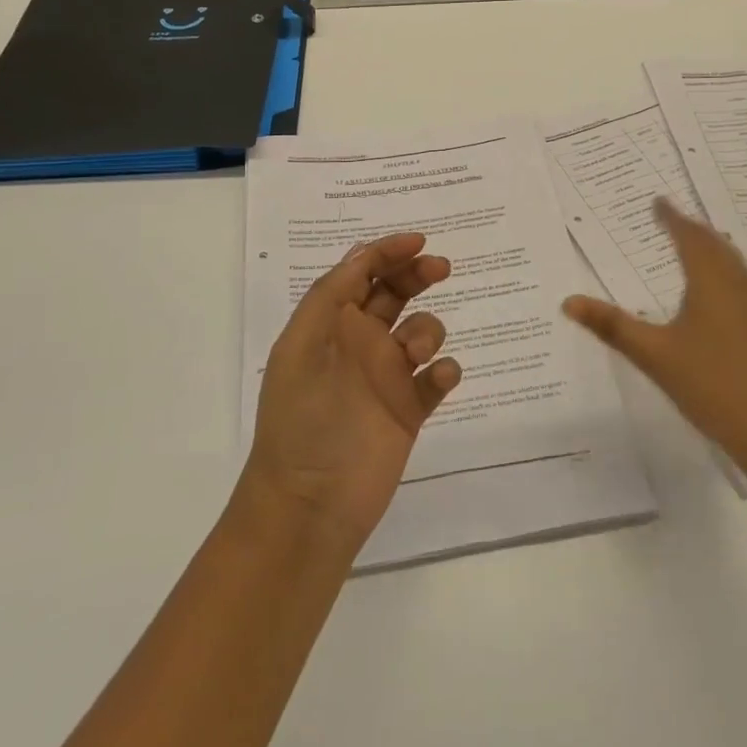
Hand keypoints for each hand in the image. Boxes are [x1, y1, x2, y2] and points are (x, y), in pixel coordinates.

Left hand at [243, 233, 461, 550]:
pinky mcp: (410, 410)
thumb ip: (330, 296)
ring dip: (427, 331)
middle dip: (417, 274)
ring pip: (422, 332)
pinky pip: (438, 378)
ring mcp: (387, 377)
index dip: (388, 252)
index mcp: (329, 325)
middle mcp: (360, 344)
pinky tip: (437, 378)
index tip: (420, 242)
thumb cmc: (301, 420)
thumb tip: (363, 253)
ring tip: (415, 356)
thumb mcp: (302, 346)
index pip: (360, 273)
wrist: (310, 505)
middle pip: (396, 293)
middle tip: (440, 269)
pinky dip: (445, 371)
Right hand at [563, 199, 746, 470]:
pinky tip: (716, 292)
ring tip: (692, 244)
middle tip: (670, 218)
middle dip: (692, 228)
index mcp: (712, 282)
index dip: (672, 217)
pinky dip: (723, 269)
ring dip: (711, 247)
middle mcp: (739, 285)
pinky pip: (741, 281)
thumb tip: (568, 302)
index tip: (657, 201)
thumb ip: (611, 326)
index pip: (689, 236)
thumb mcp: (654, 355)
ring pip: (732, 262)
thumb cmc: (712, 385)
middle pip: (715, 244)